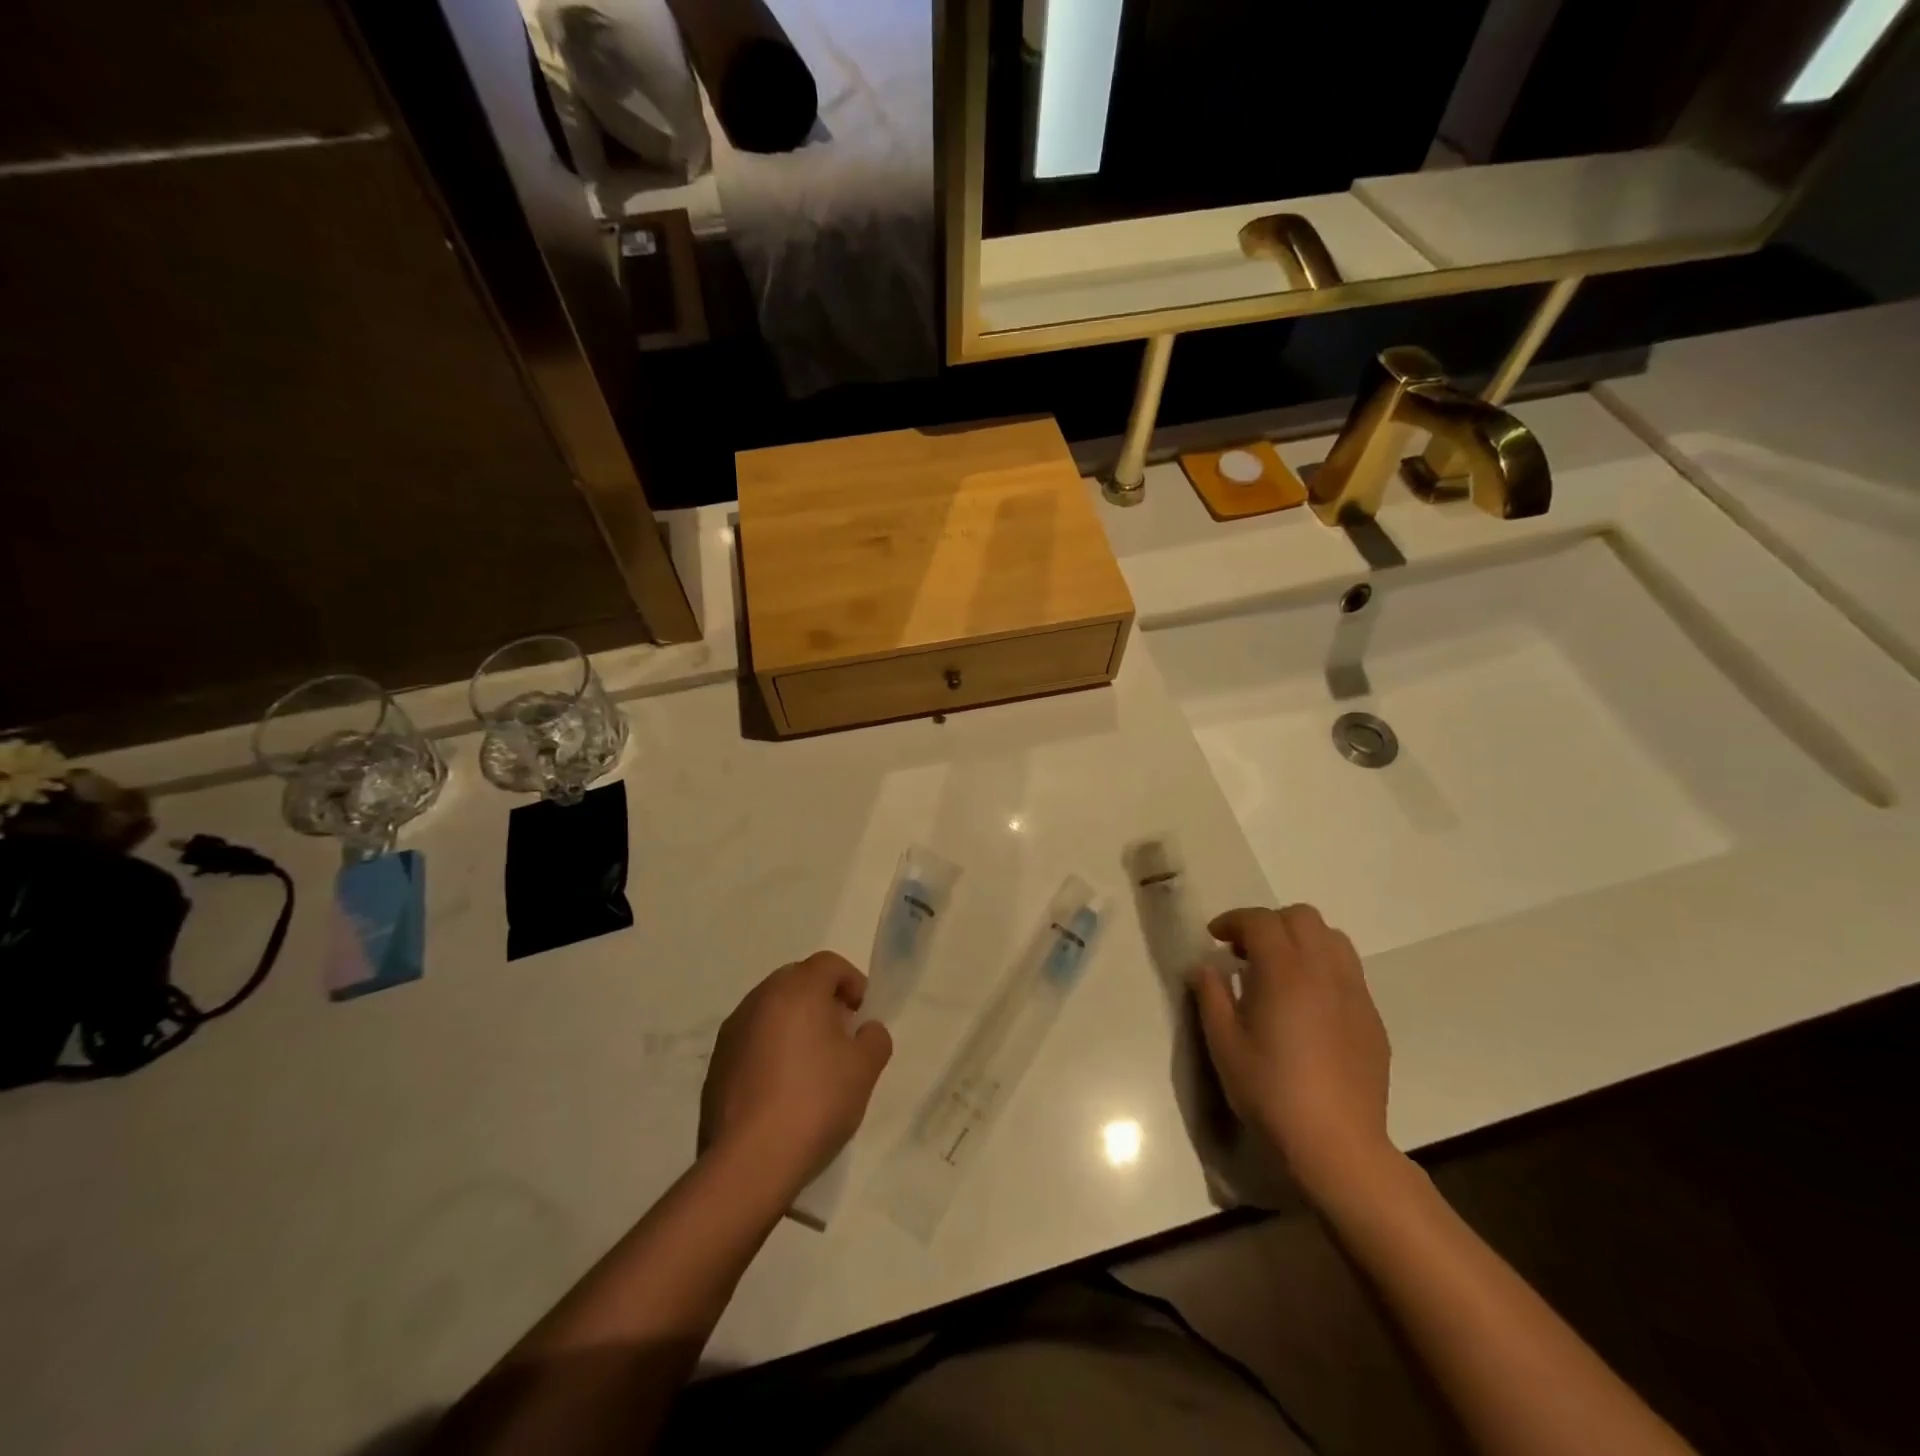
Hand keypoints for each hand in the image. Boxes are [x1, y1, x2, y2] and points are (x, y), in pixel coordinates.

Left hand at [699, 952, 892, 1199]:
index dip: (852, 982)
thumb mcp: (865, 1069)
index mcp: (796, 990)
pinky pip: (751, 1041)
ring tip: (811, 1066)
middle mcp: (759, 999)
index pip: (829, 963)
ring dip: (793, 1024)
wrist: (749, 1163)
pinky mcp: (716, 1065)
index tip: (862, 1015)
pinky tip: (782, 1090)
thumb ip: (874, 1038)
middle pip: (797, 981)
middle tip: (840, 1036)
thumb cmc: (815, 1102)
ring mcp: (732, 1032)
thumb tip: (865, 1030)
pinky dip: (770, 1050)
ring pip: (771, 1011)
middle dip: (822, 1000)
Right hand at [1190, 905, 1395, 1204]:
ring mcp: (1354, 993)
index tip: (1215, 938)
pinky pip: (1348, 971)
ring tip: (1280, 970)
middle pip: (1301, 917)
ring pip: (1332, 938)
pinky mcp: (1371, 1017)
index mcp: (1284, 971)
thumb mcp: (1223, 1044)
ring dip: (1301, 940)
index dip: (1233, 921)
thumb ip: (1211, 996)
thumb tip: (1206, 968)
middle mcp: (1324, 970)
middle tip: (1246, 953)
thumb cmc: (1271, 1091)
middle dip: (1269, 924)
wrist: (1337, 1144)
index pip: (1260, 921)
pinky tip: (1308, 1004)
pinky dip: (1323, 968)